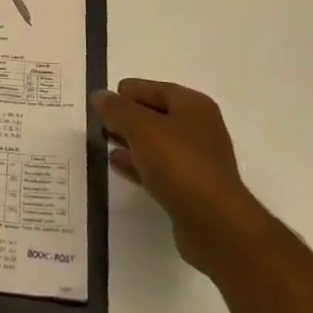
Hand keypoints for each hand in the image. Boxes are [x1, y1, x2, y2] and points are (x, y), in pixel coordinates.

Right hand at [93, 79, 275, 279]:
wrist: (213, 223)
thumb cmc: (179, 163)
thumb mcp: (141, 127)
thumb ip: (117, 109)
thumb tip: (99, 95)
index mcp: (194, 106)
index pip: (156, 89)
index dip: (129, 92)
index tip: (102, 100)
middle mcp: (199, 129)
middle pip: (157, 115)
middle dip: (128, 117)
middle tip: (99, 121)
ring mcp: (197, 161)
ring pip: (156, 143)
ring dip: (131, 141)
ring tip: (102, 141)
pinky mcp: (190, 190)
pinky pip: (158, 169)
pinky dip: (137, 164)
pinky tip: (116, 165)